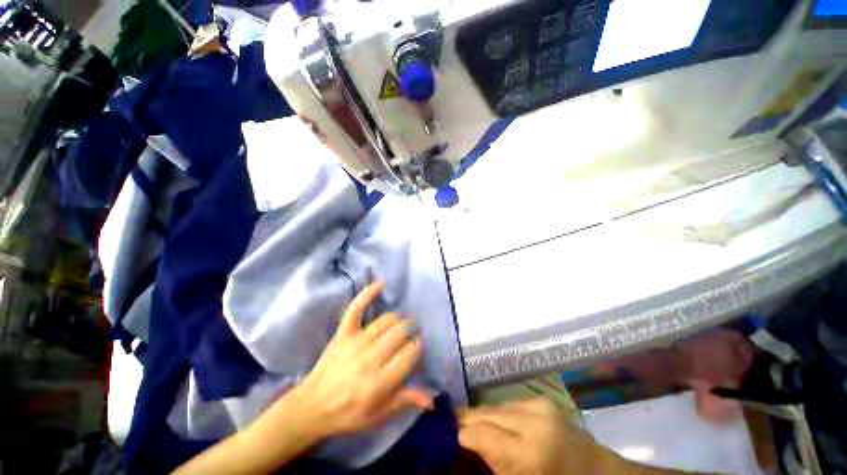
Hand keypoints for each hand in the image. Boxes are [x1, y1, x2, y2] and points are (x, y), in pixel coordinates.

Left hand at [282, 281, 433, 438]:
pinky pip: (357, 308)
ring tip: (400, 322)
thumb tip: (432, 398)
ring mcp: (357, 341)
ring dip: (398, 319)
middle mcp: (372, 357)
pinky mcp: (344, 332)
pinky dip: (368, 294)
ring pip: (387, 320)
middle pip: (401, 333)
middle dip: (410, 331)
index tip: (416, 347)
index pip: (410, 353)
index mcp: (381, 381)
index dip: (417, 348)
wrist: (312, 407)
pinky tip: (381, 283)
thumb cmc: (348, 415)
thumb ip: (405, 401)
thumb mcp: (378, 416)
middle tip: (410, 334)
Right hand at [459, 397, 616, 474]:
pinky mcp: (543, 400)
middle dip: (467, 419)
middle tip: (449, 422)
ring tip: (467, 421)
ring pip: (497, 405)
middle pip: (488, 414)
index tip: (445, 434)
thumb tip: (463, 446)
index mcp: (529, 453)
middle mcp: (533, 421)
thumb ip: (491, 466)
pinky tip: (494, 420)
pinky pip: (511, 403)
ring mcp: (540, 405)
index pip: (482, 434)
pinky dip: (499, 411)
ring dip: (482, 415)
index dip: (461, 433)